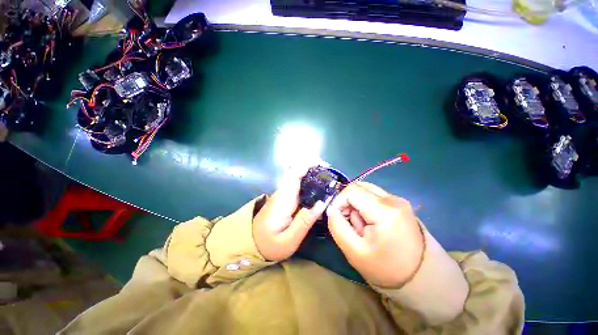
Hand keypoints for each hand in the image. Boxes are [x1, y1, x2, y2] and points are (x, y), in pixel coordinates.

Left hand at [253, 166, 326, 260]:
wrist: (251, 244)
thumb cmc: (270, 245)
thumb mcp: (289, 240)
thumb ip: (305, 221)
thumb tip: (322, 203)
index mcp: (283, 199)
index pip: (294, 174)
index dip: (308, 165)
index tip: (324, 166)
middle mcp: (283, 192)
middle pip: (297, 171)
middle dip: (314, 167)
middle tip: (331, 174)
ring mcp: (283, 193)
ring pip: (298, 176)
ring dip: (313, 174)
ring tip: (329, 180)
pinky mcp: (286, 197)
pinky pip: (299, 184)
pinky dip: (310, 182)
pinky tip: (320, 188)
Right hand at [326, 182, 424, 287]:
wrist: (419, 276)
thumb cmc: (385, 268)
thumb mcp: (354, 252)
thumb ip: (337, 226)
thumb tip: (331, 209)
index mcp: (385, 211)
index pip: (351, 190)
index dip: (338, 201)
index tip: (336, 217)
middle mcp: (393, 199)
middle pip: (358, 187)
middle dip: (347, 202)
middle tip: (348, 221)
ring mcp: (398, 199)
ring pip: (365, 190)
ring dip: (356, 204)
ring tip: (360, 224)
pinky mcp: (398, 203)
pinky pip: (373, 196)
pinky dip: (364, 205)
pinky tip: (369, 221)